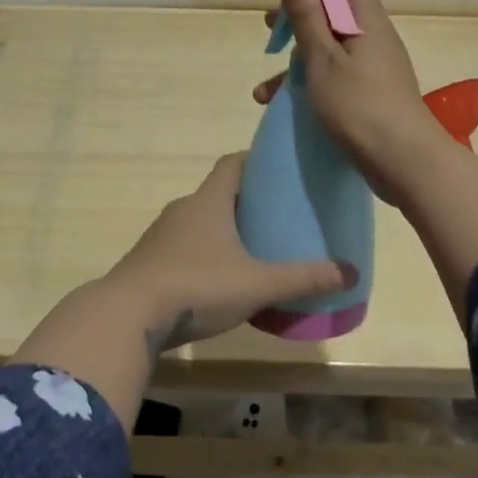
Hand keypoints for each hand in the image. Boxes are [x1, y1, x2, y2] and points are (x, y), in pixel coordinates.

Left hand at [103, 153, 348, 353]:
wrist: (127, 316)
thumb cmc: (197, 286)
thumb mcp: (257, 284)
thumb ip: (302, 278)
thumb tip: (350, 271)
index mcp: (208, 201)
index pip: (232, 163)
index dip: (255, 161)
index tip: (279, 171)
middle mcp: (183, 209)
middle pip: (218, 193)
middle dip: (246, 202)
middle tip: (276, 217)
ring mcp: (161, 236)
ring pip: (199, 222)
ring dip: (223, 230)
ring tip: (252, 250)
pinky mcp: (149, 261)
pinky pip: (183, 247)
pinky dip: (203, 254)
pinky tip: (219, 280)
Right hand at [255, 0, 452, 198]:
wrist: (404, 162)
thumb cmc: (360, 107)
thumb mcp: (323, 60)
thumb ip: (306, 15)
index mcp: (365, 17)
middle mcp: (371, 31)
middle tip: (270, 15)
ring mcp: (371, 59)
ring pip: (330, 34)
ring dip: (297, 40)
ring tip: (268, 55)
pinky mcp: (367, 85)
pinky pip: (332, 64)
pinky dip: (305, 71)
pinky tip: (276, 96)